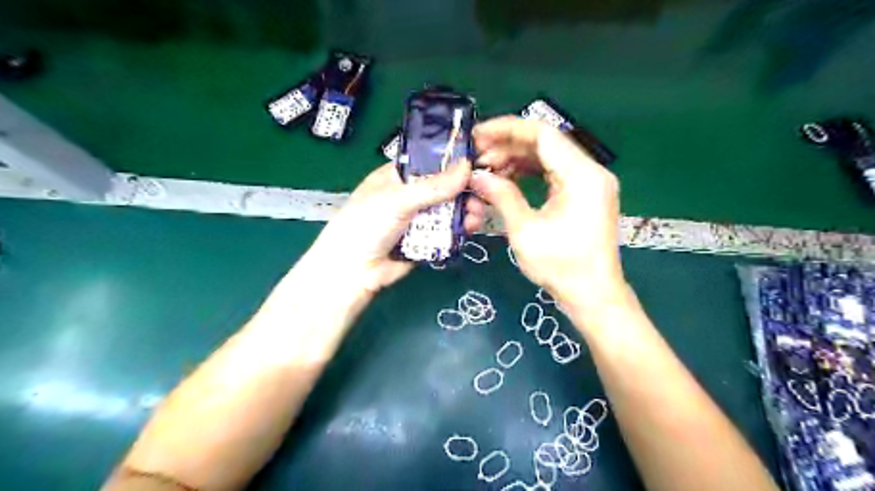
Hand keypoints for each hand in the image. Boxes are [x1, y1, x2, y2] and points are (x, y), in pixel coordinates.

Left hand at [304, 159, 485, 295]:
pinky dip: (461, 229)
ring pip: (450, 210)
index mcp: (398, 176)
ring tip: (477, 215)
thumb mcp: (398, 199)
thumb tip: (467, 165)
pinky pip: (448, 231)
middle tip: (483, 194)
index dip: (454, 160)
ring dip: (466, 210)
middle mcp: (411, 194)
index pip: (431, 161)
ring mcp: (419, 219)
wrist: (353, 272)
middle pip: (445, 187)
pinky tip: (470, 228)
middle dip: (465, 190)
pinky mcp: (427, 240)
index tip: (480, 160)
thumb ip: (433, 186)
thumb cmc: (367, 224)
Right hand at [467, 116, 625, 309]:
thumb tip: (477, 176)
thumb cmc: (561, 266)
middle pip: (545, 143)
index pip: (542, 134)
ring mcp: (590, 183)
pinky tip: (507, 180)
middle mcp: (590, 171)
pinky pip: (554, 173)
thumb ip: (501, 196)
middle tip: (477, 157)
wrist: (593, 296)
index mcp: (581, 175)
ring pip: (548, 157)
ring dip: (516, 160)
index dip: (507, 129)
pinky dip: (529, 173)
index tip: (477, 136)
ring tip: (487, 170)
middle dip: (508, 146)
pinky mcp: (585, 195)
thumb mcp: (525, 230)